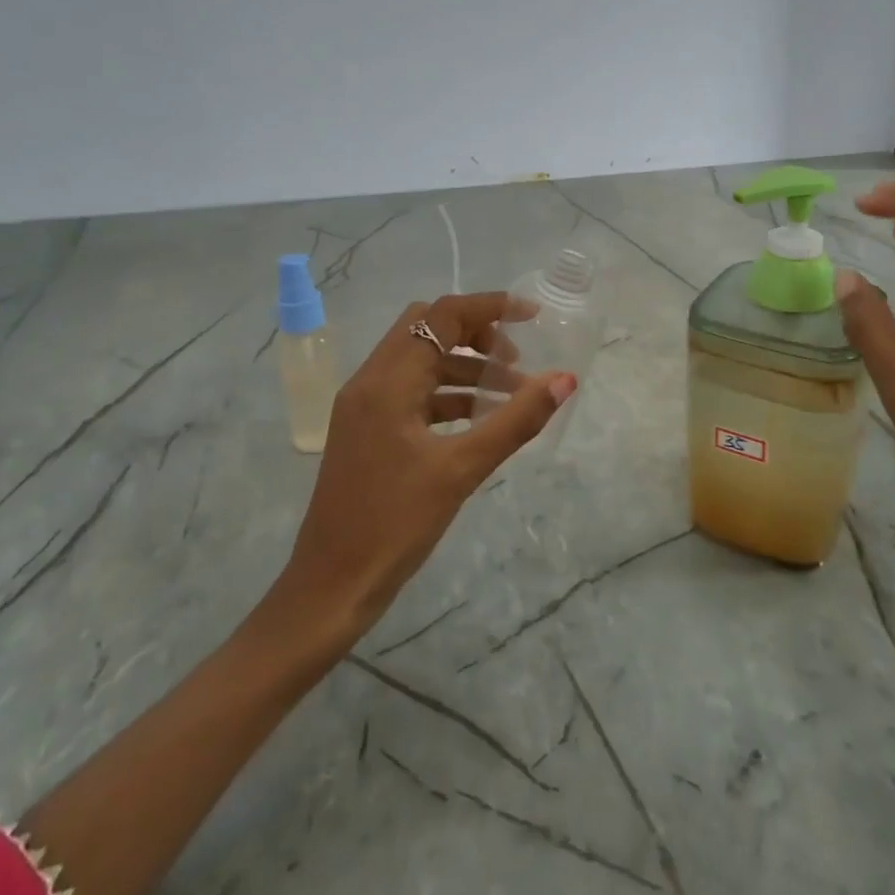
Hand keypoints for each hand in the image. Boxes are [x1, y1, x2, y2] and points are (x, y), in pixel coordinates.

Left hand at [271, 293, 576, 639]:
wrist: (330, 586)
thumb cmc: (395, 525)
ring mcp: (364, 406)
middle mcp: (370, 381)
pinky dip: (448, 393)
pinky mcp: (367, 430)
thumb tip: (564, 379)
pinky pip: (413, 392)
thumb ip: (515, 420)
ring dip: (466, 366)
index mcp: (387, 381)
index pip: (441, 315)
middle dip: (477, 334)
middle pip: (428, 329)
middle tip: (517, 360)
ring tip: (510, 393)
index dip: (490, 307)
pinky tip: (479, 418)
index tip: (533, 317)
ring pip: (421, 361)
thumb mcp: (462, 470)